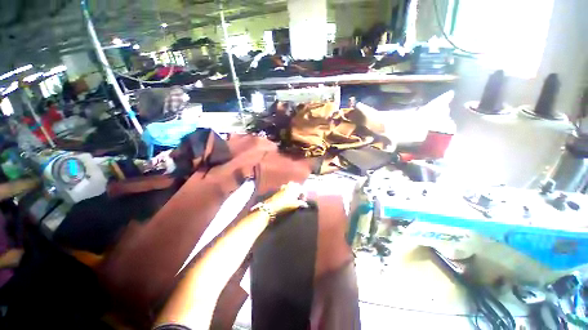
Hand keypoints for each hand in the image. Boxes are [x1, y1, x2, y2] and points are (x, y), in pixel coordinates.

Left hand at [264, 182, 307, 214]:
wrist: (273, 205)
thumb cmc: (286, 204)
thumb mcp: (295, 205)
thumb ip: (301, 203)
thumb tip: (305, 204)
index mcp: (296, 187)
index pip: (303, 190)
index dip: (304, 196)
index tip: (303, 201)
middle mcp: (291, 185)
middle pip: (297, 185)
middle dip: (299, 190)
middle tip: (299, 197)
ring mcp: (285, 186)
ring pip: (292, 185)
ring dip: (294, 189)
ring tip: (294, 196)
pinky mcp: (280, 188)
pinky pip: (286, 187)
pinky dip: (288, 189)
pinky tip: (287, 194)